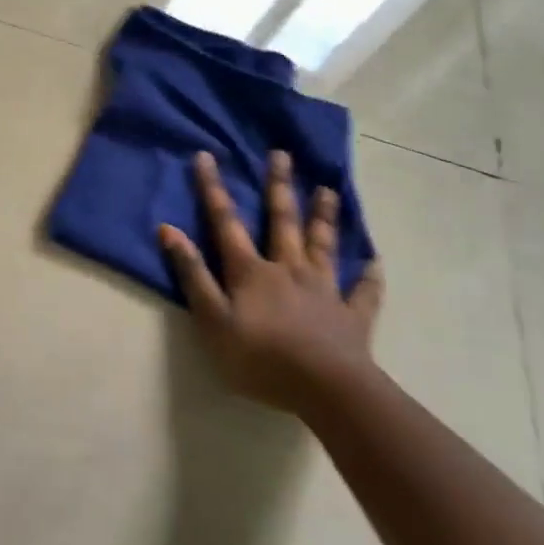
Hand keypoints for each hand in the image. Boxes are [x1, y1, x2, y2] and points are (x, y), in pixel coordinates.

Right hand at [158, 149, 382, 413]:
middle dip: (279, 187)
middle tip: (281, 155)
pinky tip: (375, 261)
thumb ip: (192, 274)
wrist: (326, 389)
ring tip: (328, 190)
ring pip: (323, 245)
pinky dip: (369, 275)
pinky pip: (363, 291)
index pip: (226, 222)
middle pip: (282, 221)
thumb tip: (168, 230)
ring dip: (324, 216)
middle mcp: (288, 269)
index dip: (213, 189)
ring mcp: (324, 290)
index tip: (207, 156)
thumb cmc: (260, 357)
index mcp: (251, 271)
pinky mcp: (351, 315)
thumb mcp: (212, 319)